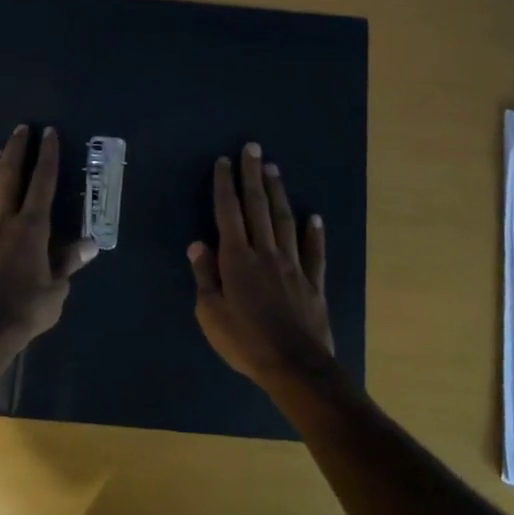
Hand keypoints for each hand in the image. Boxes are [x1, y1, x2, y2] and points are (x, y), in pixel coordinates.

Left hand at [0, 125, 95, 356]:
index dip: (48, 157)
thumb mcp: (57, 290)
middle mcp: (2, 223)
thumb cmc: (25, 311)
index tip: (48, 133)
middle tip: (20, 130)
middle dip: (15, 151)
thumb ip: (68, 263)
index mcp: (31, 228)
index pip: (42, 184)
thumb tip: (89, 244)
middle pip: (8, 178)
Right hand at [188, 142, 333, 392]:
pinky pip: (314, 252)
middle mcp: (266, 253)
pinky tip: (315, 217)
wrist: (295, 367)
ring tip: (274, 169)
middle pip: (258, 207)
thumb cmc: (246, 342)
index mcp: (237, 260)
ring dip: (279, 193)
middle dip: (253, 176)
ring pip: (285, 221)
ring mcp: (293, 265)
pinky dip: (315, 233)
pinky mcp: (314, 282)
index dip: (226, 185)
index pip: (229, 213)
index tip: (225, 161)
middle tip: (253, 148)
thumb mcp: (211, 315)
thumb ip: (205, 277)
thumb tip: (197, 244)